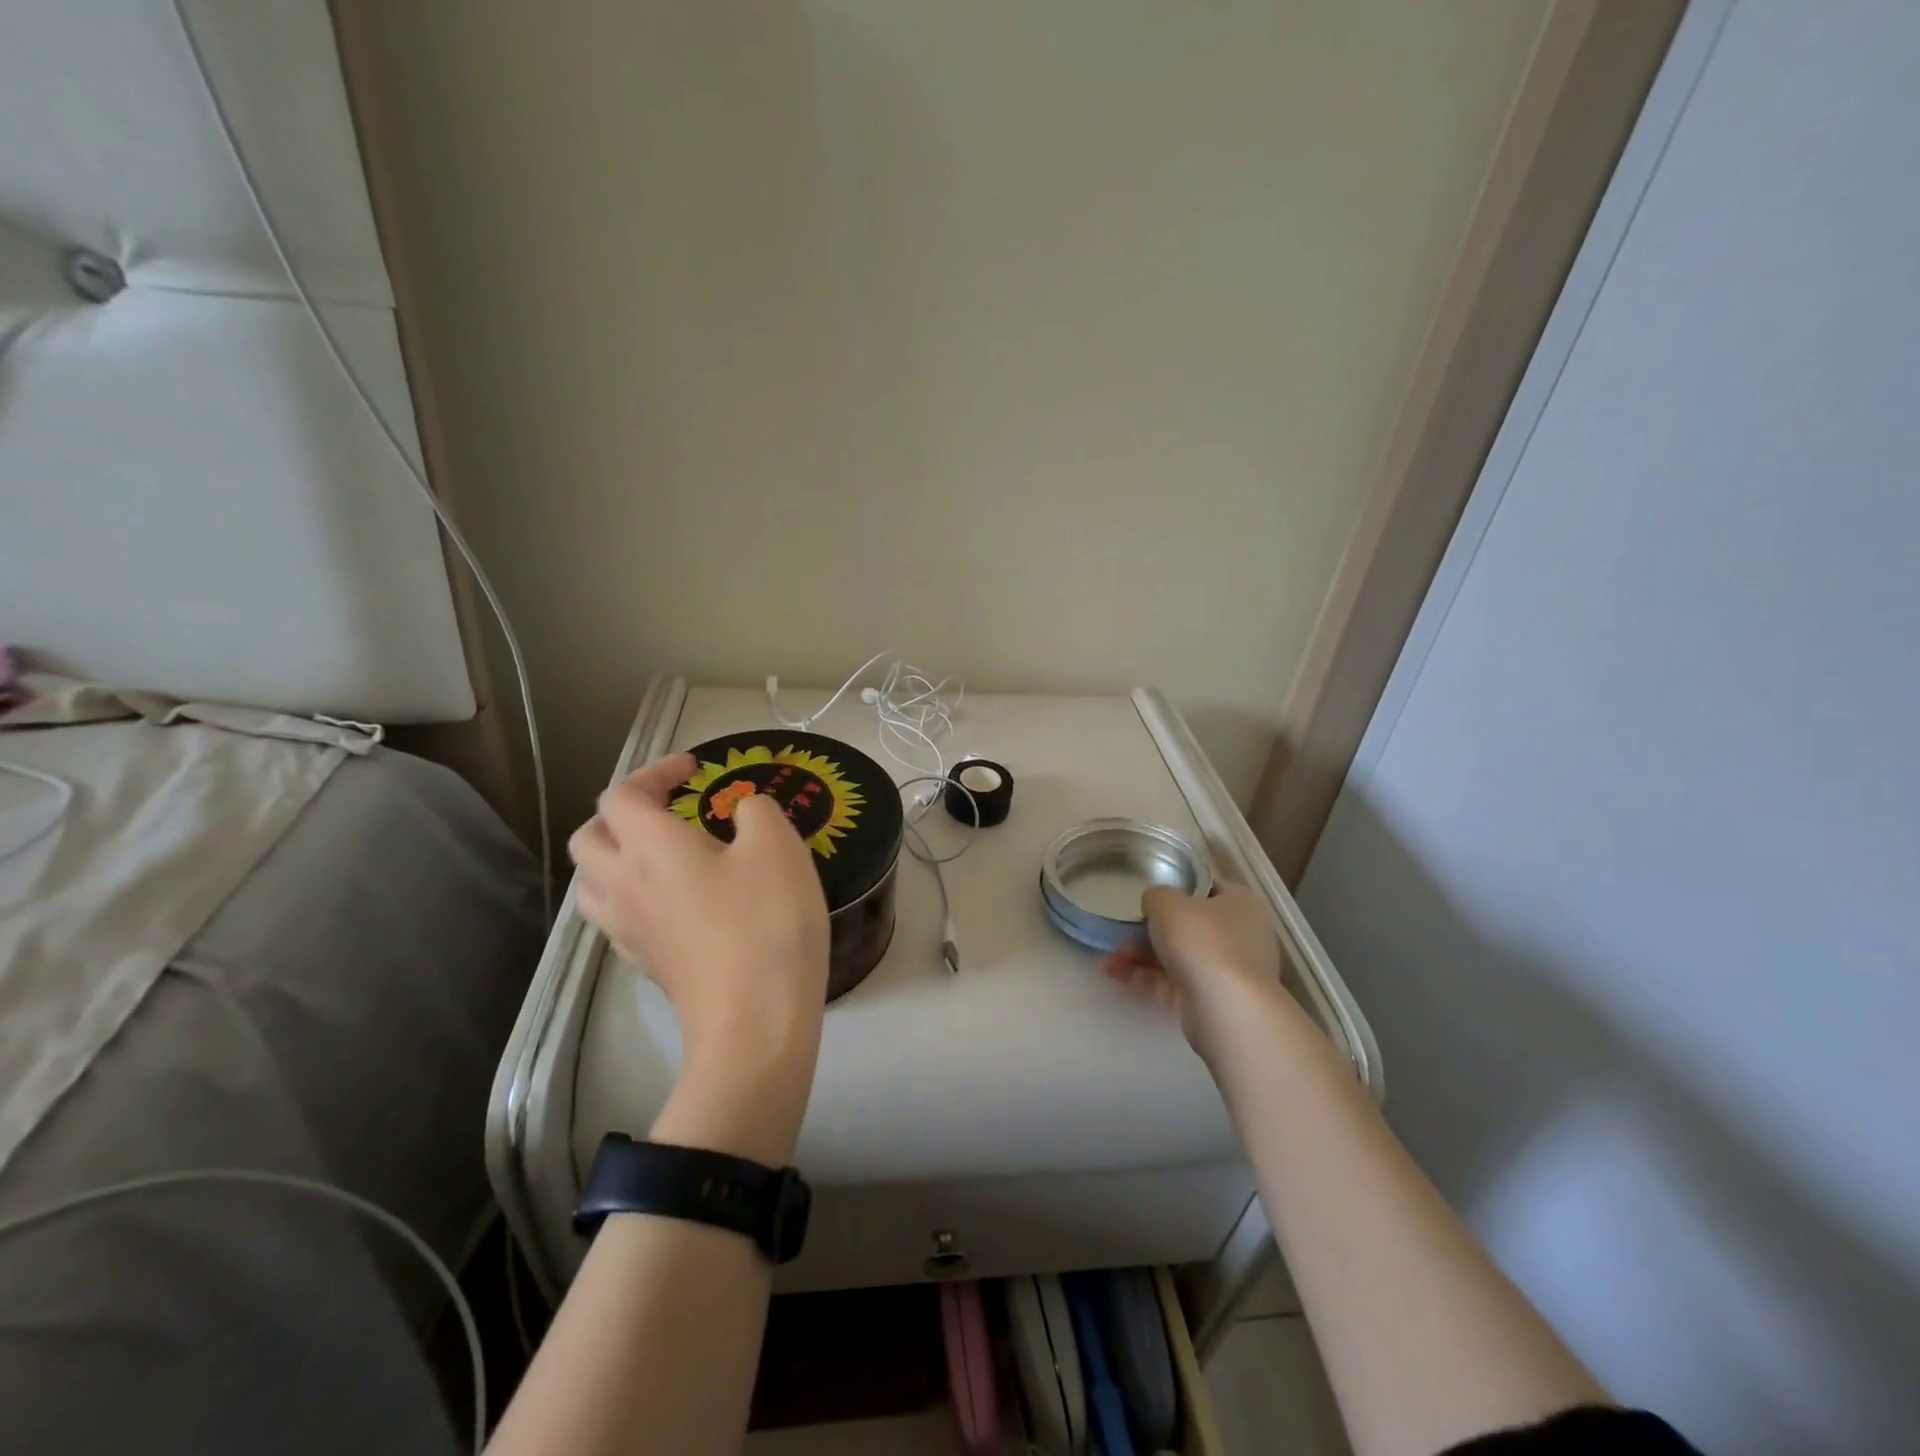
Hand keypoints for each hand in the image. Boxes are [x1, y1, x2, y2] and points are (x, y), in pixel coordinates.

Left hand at [569, 753, 830, 1163]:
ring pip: (591, 882)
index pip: (622, 794)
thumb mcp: (778, 845)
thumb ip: (757, 811)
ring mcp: (628, 930)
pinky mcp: (645, 964)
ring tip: (659, 853)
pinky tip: (672, 902)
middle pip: (589, 837)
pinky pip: (615, 917)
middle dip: (622, 812)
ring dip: (615, 855)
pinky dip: (631, 895)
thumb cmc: (766, 921)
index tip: (695, 769)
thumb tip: (742, 813)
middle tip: (667, 809)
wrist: (755, 1021)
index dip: (654, 771)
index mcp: (649, 846)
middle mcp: (623, 884)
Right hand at [1100, 883, 1286, 1059]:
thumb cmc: (1202, 940)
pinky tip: (1116, 974)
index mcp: (1240, 904)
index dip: (1177, 889)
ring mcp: (1227, 972)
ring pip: (1177, 957)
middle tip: (1120, 933)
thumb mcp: (1167, 902)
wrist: (1225, 1009)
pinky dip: (1145, 978)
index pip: (1208, 889)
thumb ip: (1155, 896)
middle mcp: (1240, 936)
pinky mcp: (1211, 1001)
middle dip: (1148, 931)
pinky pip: (1173, 983)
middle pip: (1188, 927)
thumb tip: (1155, 905)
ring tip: (1109, 960)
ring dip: (1140, 956)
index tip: (1149, 897)